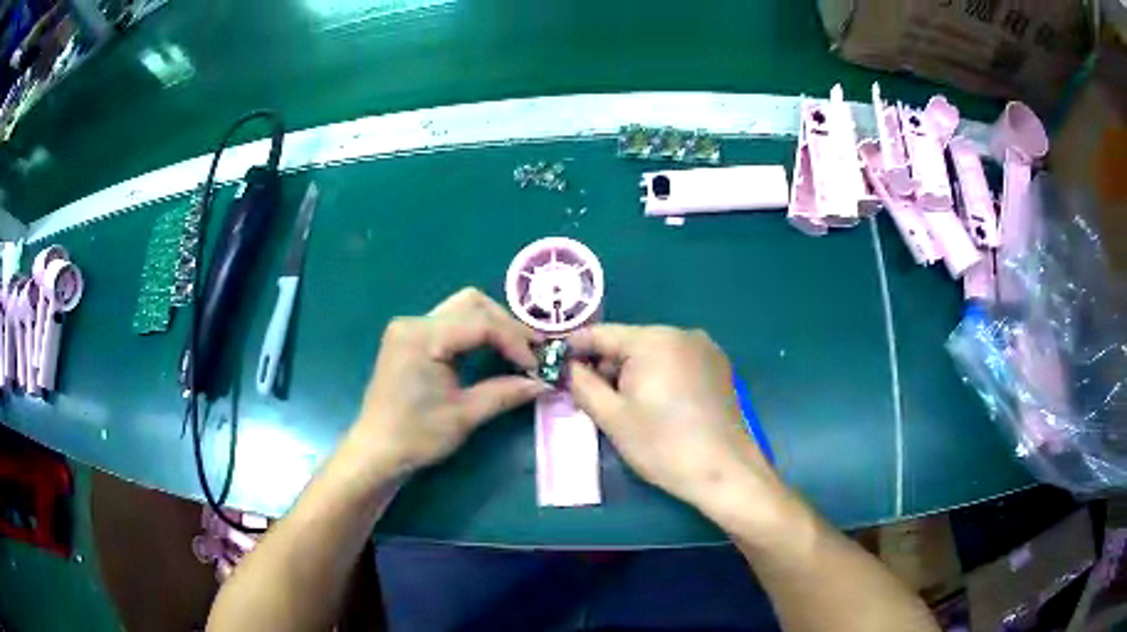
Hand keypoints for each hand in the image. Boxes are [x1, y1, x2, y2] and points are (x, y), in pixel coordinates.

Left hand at [349, 288, 544, 475]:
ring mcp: (409, 327)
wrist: (377, 451)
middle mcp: (414, 322)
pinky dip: (475, 331)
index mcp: (423, 337)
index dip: (515, 342)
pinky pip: (449, 321)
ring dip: (492, 325)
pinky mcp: (408, 337)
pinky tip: (491, 350)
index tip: (537, 366)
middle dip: (506, 325)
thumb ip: (505, 393)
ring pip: (462, 308)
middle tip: (531, 351)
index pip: (481, 324)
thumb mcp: (465, 415)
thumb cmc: (417, 436)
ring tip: (516, 350)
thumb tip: (543, 383)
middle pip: (472, 303)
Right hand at [568, 325, 787, 524]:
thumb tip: (567, 367)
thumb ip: (582, 384)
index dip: (574, 347)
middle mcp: (682, 333)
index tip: (554, 363)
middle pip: (629, 343)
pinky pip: (676, 362)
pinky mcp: (719, 367)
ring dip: (632, 373)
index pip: (602, 333)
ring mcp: (705, 349)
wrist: (725, 471)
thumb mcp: (612, 417)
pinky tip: (656, 407)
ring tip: (622, 407)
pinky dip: (658, 377)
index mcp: (654, 339)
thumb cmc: (663, 445)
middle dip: (606, 366)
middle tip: (589, 397)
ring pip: (653, 353)